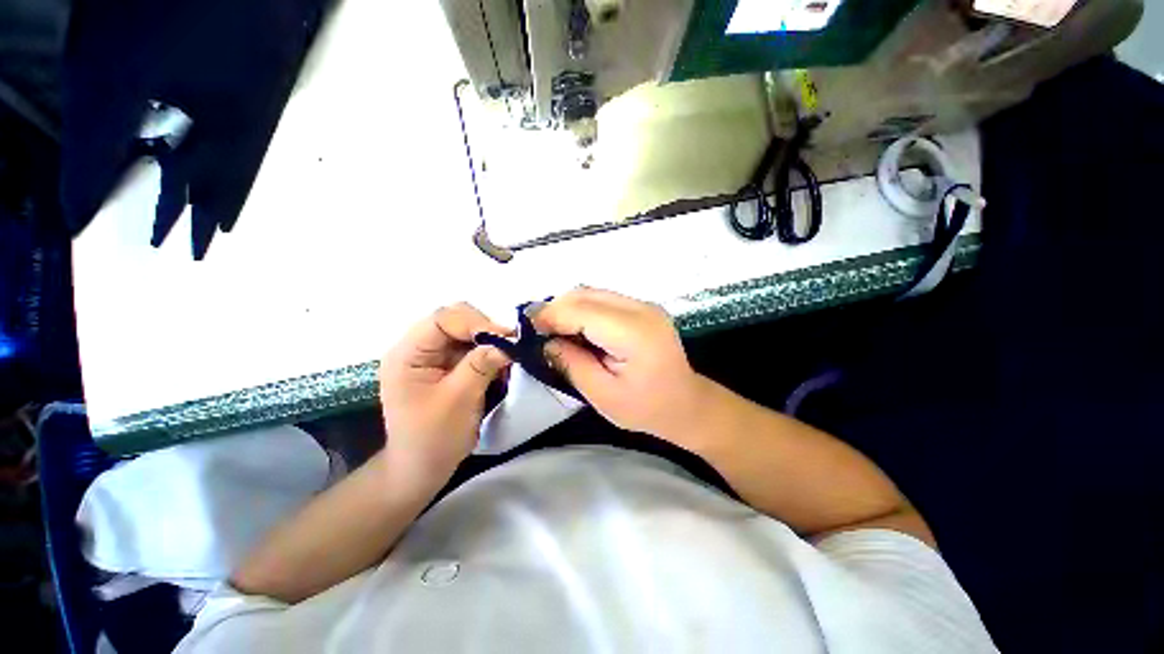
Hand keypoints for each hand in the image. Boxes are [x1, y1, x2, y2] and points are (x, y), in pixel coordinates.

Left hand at [379, 303, 511, 484]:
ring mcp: (433, 356)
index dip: (475, 323)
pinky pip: (471, 348)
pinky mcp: (447, 366)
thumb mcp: (459, 400)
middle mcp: (418, 348)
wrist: (422, 469)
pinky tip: (498, 367)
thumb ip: (481, 365)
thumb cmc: (433, 438)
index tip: (506, 338)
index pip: (442, 319)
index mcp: (408, 354)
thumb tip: (509, 341)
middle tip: (509, 345)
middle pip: (455, 320)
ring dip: (489, 342)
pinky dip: (488, 354)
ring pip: (467, 333)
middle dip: (485, 330)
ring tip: (505, 358)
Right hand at [530, 288, 706, 439]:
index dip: (551, 316)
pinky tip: (576, 329)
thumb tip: (544, 341)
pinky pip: (603, 299)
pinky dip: (582, 310)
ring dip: (568, 308)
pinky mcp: (642, 308)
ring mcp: (644, 305)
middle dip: (555, 309)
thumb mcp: (603, 395)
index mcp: (634, 332)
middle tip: (537, 332)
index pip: (582, 310)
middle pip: (586, 294)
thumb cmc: (646, 409)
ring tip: (553, 331)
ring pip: (592, 292)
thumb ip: (571, 364)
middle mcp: (641, 308)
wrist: (687, 404)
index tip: (527, 330)